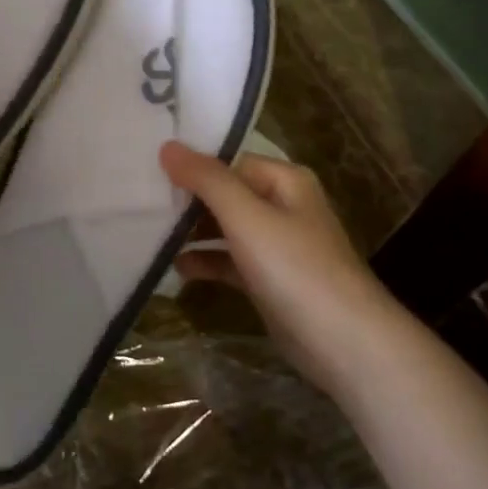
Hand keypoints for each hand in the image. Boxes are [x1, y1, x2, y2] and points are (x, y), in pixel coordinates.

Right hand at [159, 143, 388, 397]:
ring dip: (193, 233)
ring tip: (152, 237)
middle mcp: (283, 206)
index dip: (193, 168)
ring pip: (227, 229)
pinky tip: (178, 269)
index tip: (151, 174)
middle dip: (189, 202)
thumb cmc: (294, 267)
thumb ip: (206, 179)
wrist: (344, 342)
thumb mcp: (246, 216)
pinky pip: (232, 261)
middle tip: (143, 205)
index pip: (230, 162)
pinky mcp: (271, 280)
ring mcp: (278, 246)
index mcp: (285, 181)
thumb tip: (167, 146)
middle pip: (227, 194)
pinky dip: (208, 262)